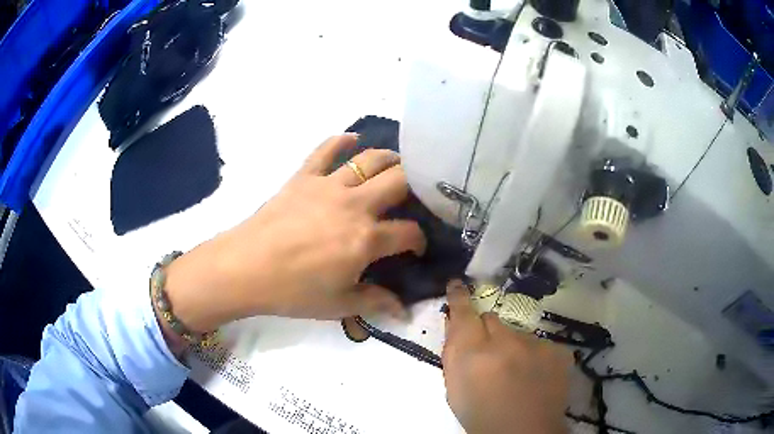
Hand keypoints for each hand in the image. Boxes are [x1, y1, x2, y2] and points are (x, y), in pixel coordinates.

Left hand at [162, 135, 425, 333]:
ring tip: (396, 164)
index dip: (420, 239)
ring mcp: (328, 185)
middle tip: (415, 193)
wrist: (246, 268)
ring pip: (369, 159)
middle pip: (399, 181)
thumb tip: (404, 311)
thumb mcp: (339, 304)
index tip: (417, 246)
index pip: (409, 232)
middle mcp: (355, 205)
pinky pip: (325, 149)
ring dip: (389, 159)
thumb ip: (376, 303)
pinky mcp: (304, 176)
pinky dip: (341, 141)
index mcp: (366, 239)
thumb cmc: (293, 291)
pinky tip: (352, 139)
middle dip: (416, 184)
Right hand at [442, 280, 570, 433]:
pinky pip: (540, 344)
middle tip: (489, 355)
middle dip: (487, 331)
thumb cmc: (481, 416)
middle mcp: (506, 342)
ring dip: (512, 346)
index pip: (464, 312)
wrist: (525, 433)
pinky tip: (535, 376)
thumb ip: (453, 354)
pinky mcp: (558, 350)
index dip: (459, 297)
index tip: (458, 285)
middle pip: (493, 319)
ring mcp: (536, 344)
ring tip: (516, 372)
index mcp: (474, 353)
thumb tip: (454, 326)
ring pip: (518, 333)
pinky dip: (534, 355)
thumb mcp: (454, 390)